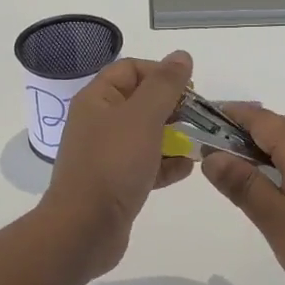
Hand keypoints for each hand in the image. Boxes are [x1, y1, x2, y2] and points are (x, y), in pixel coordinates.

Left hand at [39, 52, 194, 276]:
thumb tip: (181, 56)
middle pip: (141, 101)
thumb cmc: (113, 164)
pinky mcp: (116, 183)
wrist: (84, 229)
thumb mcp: (143, 117)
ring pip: (146, 134)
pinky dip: (166, 164)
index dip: (161, 73)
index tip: (189, 90)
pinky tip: (186, 169)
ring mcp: (107, 154)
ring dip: (174, 136)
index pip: (131, 69)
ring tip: (199, 143)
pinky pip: (146, 164)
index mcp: (97, 99)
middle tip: (199, 117)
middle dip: (172, 107)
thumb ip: (165, 85)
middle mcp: (99, 122)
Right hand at [201, 105, 284, 284]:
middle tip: (208, 149)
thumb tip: (212, 155)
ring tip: (232, 169)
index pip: (259, 118)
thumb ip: (243, 185)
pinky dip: (278, 163)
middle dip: (240, 131)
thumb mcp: (276, 220)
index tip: (199, 121)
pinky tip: (269, 188)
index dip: (228, 115)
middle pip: (274, 126)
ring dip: (259, 149)